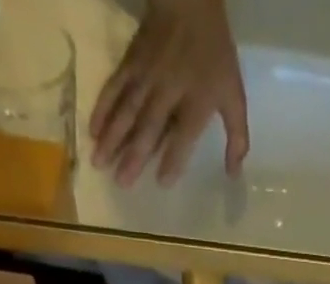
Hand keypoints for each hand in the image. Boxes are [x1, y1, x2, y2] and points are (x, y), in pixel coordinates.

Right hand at [90, 0, 248, 186]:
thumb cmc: (214, 54)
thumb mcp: (234, 95)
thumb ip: (236, 136)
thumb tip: (234, 174)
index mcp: (197, 101)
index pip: (184, 135)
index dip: (173, 158)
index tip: (162, 181)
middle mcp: (168, 91)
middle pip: (149, 126)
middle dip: (134, 155)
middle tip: (121, 183)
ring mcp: (146, 76)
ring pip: (127, 110)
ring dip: (112, 138)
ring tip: (99, 162)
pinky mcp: (130, 63)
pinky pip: (114, 88)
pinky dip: (103, 109)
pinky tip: (93, 130)